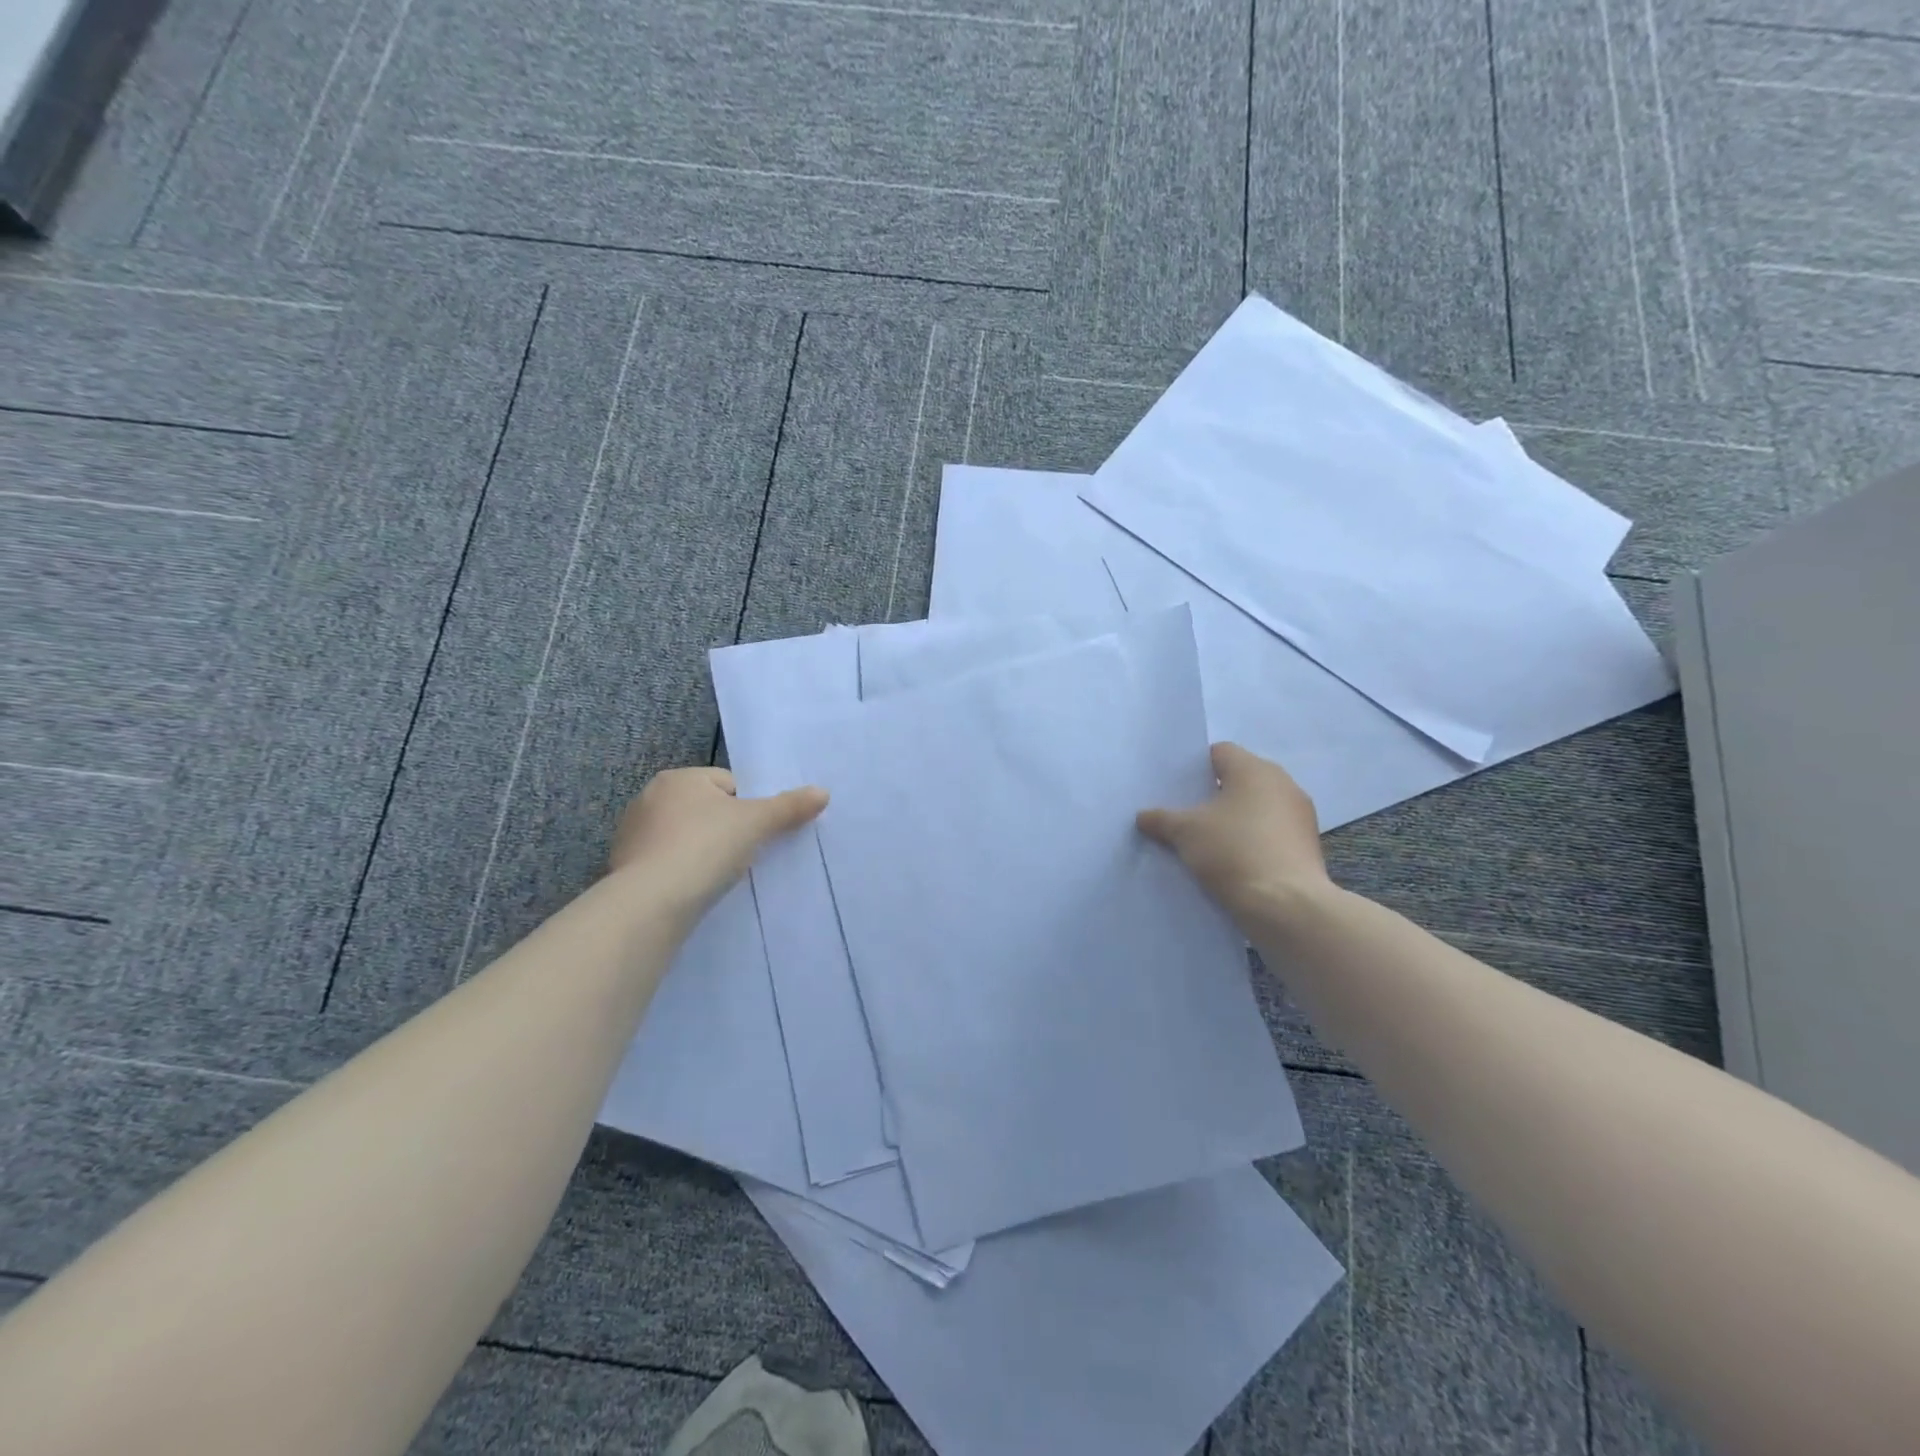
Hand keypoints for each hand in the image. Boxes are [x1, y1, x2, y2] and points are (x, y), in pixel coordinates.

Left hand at [608, 767, 826, 909]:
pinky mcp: (624, 867)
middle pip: (707, 809)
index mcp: (680, 778)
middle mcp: (650, 797)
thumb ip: (790, 806)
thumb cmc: (705, 848)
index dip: (750, 808)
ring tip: (718, 876)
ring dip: (702, 852)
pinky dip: (681, 873)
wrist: (650, 903)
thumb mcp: (756, 823)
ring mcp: (633, 834)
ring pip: (685, 837)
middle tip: (743, 855)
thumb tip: (823, 792)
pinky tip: (693, 890)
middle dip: (725, 830)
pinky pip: (666, 863)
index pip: (729, 784)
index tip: (756, 834)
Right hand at [1137, 743, 1332, 930]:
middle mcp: (1283, 783)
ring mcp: (1301, 815)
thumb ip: (1161, 819)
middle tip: (1186, 815)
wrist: (1286, 905)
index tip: (1176, 790)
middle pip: (1240, 779)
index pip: (1219, 752)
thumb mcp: (1184, 833)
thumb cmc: (1233, 852)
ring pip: (1258, 807)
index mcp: (1254, 769)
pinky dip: (1254, 840)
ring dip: (1235, 819)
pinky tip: (1234, 861)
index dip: (1195, 768)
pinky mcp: (1308, 846)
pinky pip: (1272, 832)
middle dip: (1213, 795)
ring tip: (1208, 842)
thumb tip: (1143, 816)